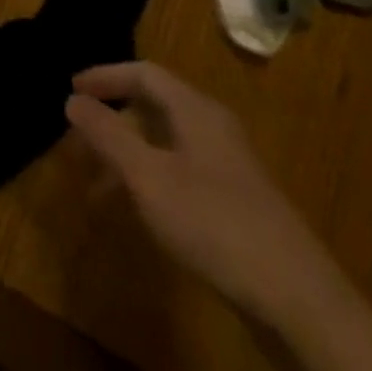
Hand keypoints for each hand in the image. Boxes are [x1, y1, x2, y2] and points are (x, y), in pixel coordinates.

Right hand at [66, 61, 349, 331]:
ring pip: (167, 144)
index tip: (72, 89)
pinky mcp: (238, 203)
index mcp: (195, 109)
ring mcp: (230, 166)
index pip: (143, 73)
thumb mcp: (148, 177)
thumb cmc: (214, 222)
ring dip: (130, 156)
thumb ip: (108, 135)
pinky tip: (141, 213)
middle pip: (155, 106)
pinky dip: (153, 180)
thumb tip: (72, 100)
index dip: (105, 76)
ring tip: (98, 186)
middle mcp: (213, 127)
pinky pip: (183, 172)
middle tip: (80, 138)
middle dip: (114, 119)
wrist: (299, 299)